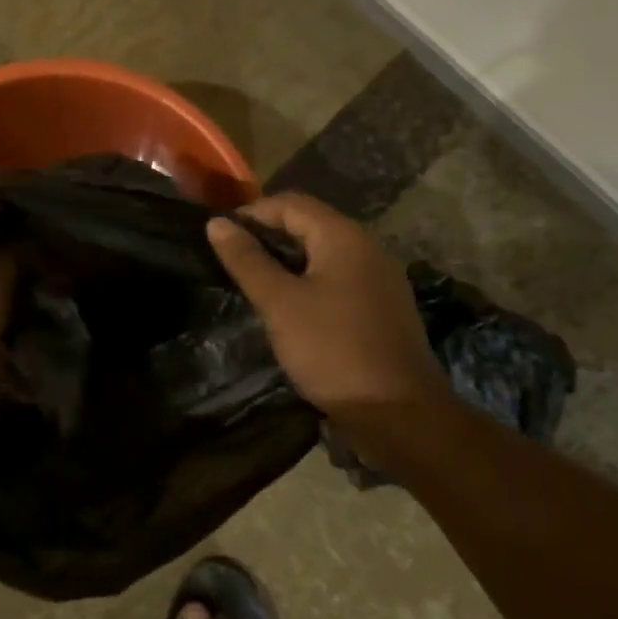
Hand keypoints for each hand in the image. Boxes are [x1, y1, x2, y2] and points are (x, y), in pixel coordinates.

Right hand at [207, 192, 446, 419]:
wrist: (401, 415)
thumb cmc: (333, 350)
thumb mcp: (279, 303)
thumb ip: (247, 260)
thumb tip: (216, 223)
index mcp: (344, 237)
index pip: (291, 203)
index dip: (252, 213)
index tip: (220, 235)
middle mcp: (368, 247)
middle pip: (310, 223)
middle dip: (269, 235)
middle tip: (232, 258)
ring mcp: (381, 278)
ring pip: (324, 252)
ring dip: (288, 259)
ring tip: (254, 280)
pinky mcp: (384, 306)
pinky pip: (339, 277)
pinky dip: (310, 280)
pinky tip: (291, 305)